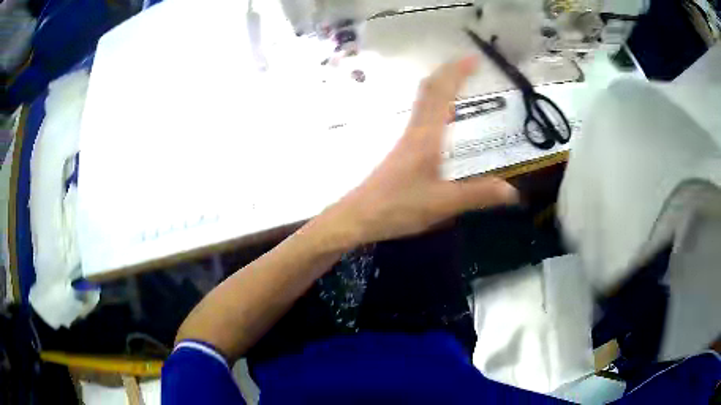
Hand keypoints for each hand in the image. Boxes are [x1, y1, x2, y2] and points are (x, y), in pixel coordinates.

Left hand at [327, 56, 518, 244]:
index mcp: (427, 136)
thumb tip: (512, 192)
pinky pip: (421, 114)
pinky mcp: (402, 149)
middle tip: (469, 63)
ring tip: (458, 79)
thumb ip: (478, 195)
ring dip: (441, 84)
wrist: (359, 216)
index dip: (457, 73)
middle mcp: (416, 130)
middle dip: (449, 71)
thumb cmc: (399, 207)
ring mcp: (407, 138)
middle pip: (430, 90)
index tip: (474, 59)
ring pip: (423, 100)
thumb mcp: (443, 203)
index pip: (442, 93)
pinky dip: (434, 102)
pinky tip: (441, 114)